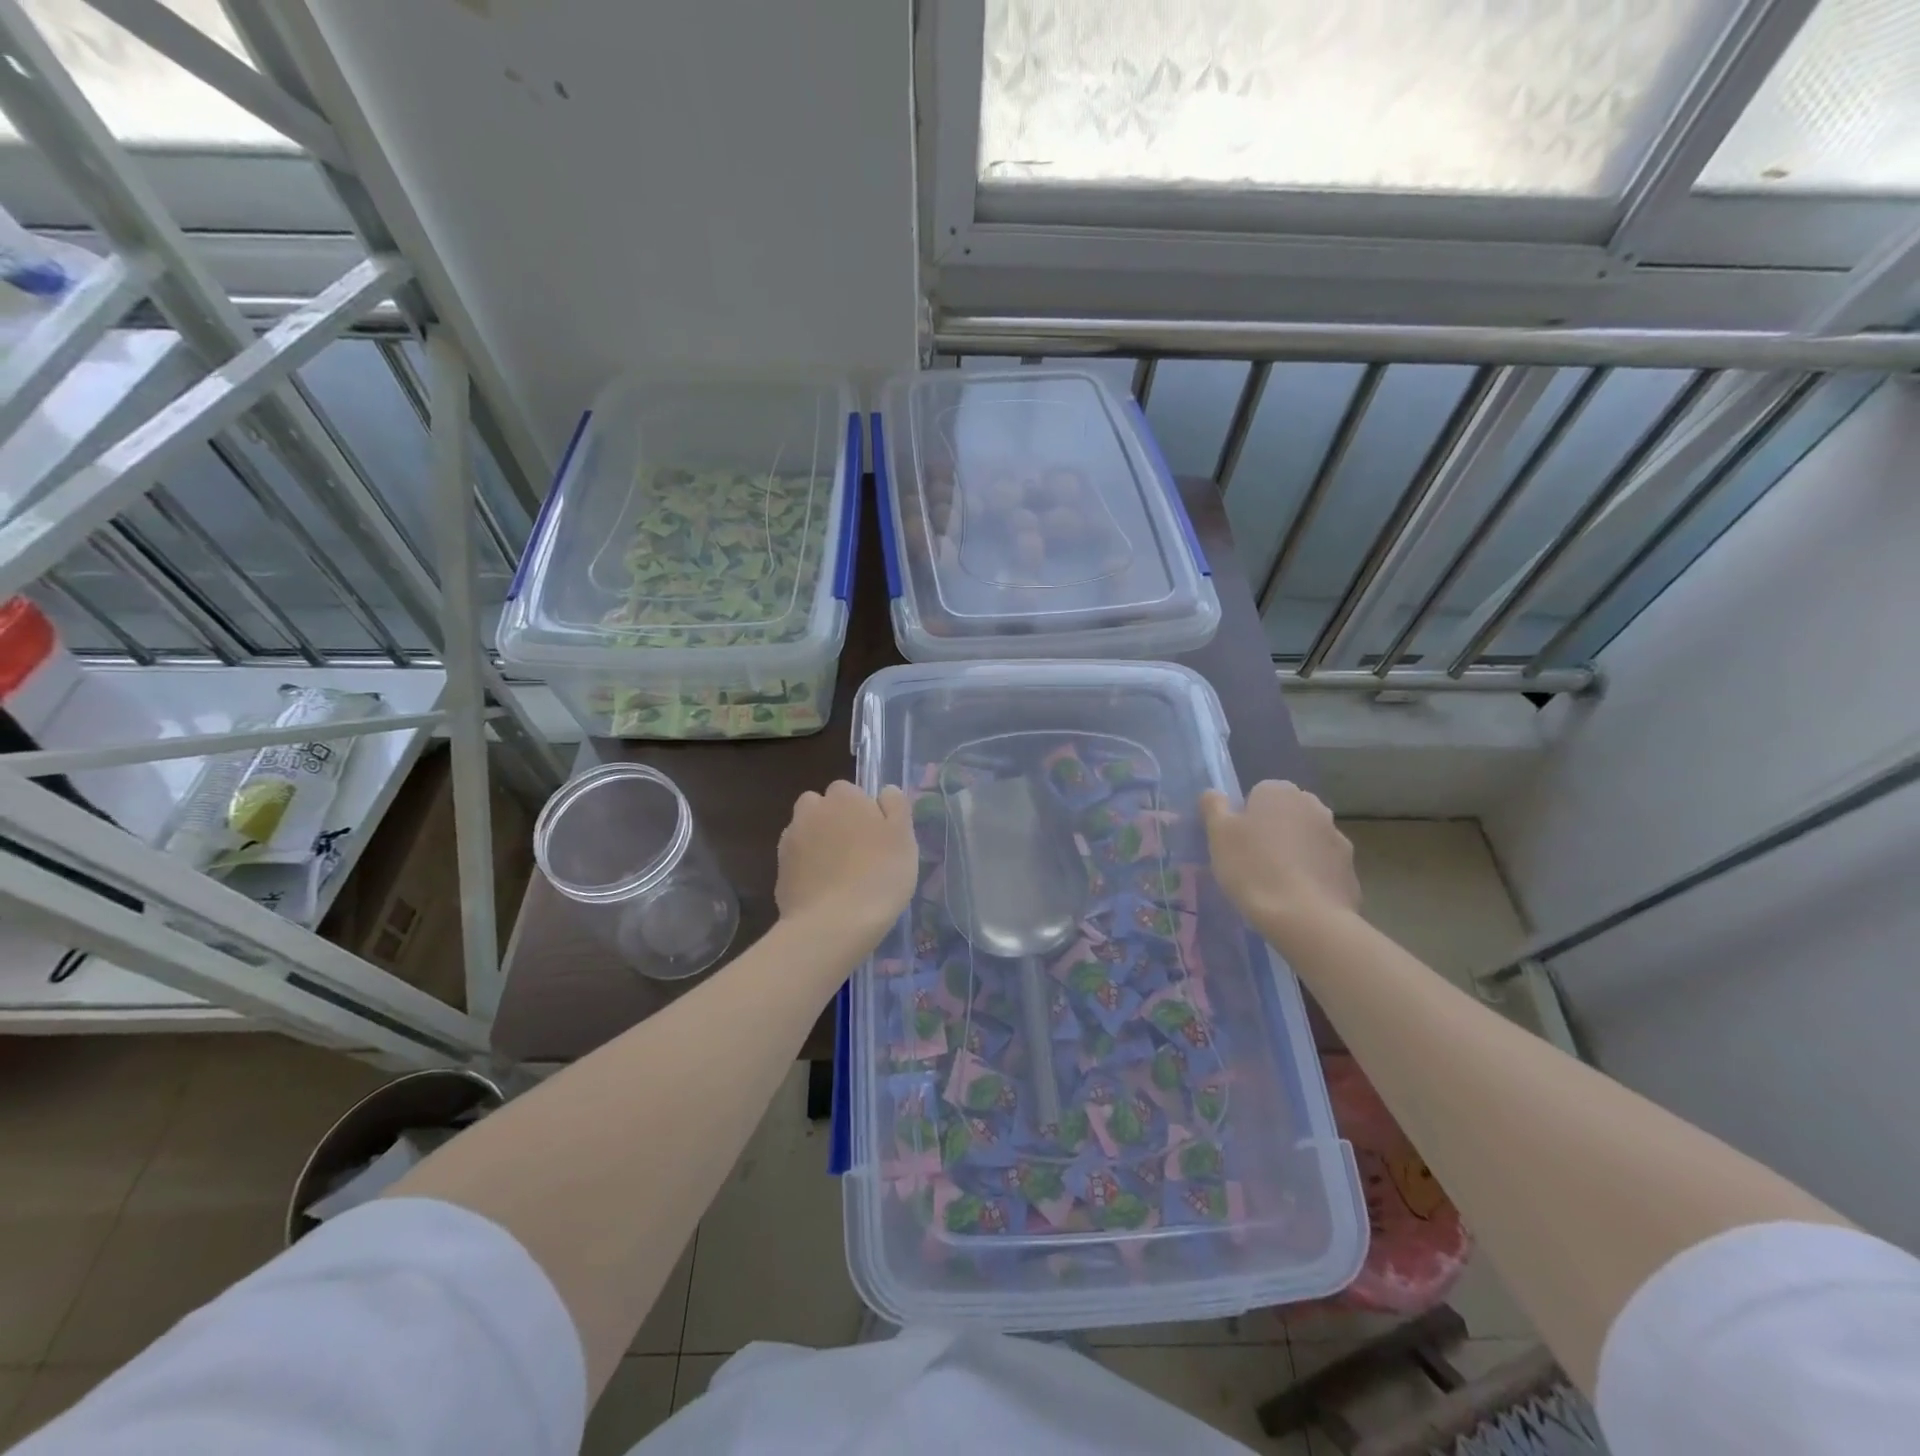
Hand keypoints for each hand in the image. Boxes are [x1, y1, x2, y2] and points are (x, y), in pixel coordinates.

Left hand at [776, 781, 917, 941]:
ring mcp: (790, 841)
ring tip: (838, 871)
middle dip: (832, 819)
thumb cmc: (879, 875)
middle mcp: (811, 811)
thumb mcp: (904, 838)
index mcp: (843, 797)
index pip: (847, 789)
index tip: (874, 833)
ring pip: (805, 831)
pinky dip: (807, 868)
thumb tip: (885, 791)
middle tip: (855, 849)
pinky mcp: (779, 871)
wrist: (833, 924)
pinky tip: (824, 889)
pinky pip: (796, 860)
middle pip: (820, 806)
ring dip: (817, 842)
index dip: (861, 808)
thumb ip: (896, 807)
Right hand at [1200, 780, 1359, 933]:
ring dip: (1294, 852)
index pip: (1257, 793)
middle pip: (1285, 814)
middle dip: (1272, 831)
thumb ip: (1214, 807)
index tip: (1236, 842)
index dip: (1244, 817)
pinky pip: (1323, 867)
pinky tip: (1297, 899)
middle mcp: (1314, 806)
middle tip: (1252, 861)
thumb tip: (1213, 793)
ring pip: (1306, 840)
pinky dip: (1311, 876)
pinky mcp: (1350, 869)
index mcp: (1280, 792)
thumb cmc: (1253, 868)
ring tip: (1275, 884)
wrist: (1305, 918)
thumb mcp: (1218, 835)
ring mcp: (1337, 838)